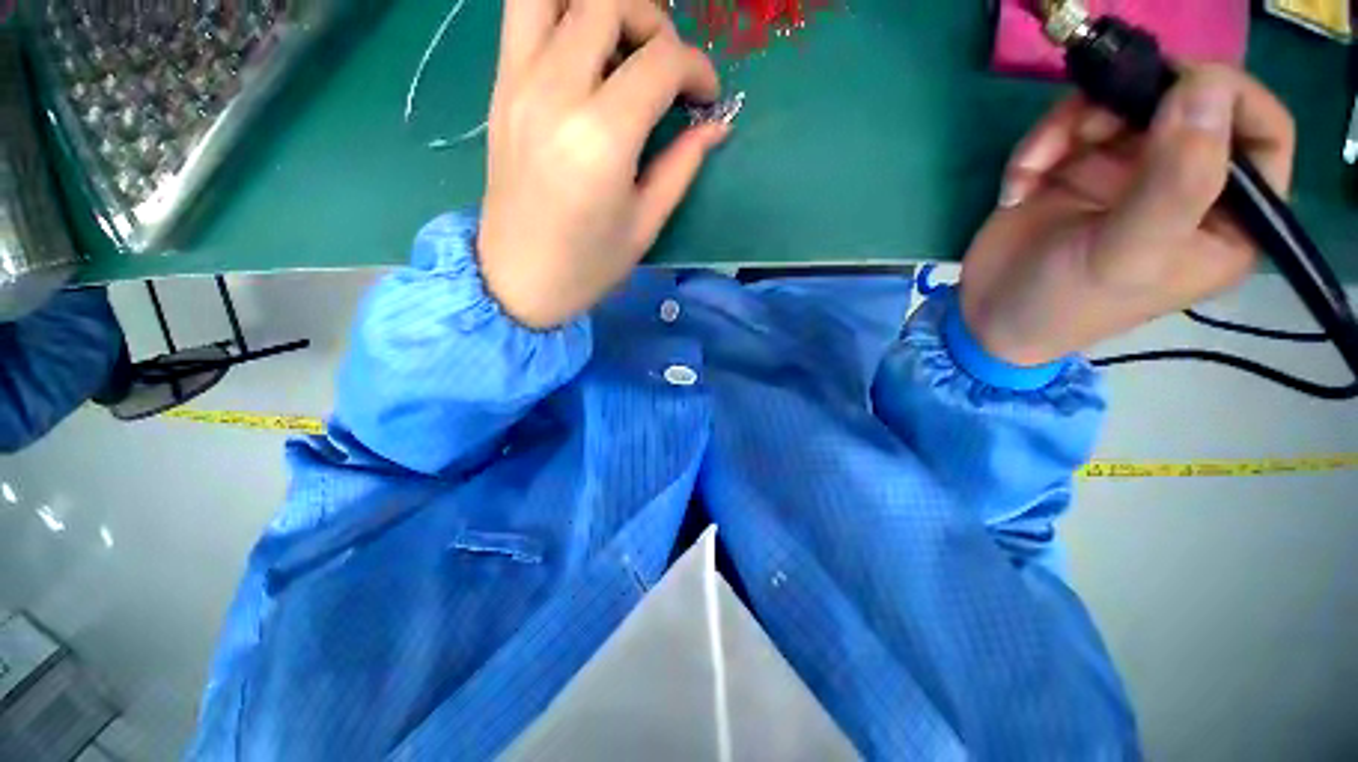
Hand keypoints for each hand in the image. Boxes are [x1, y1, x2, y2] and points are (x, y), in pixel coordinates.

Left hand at [477, 0, 725, 328]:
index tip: (706, 97)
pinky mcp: (500, 88)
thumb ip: (682, 165)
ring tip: (622, 45)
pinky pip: (523, 14)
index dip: (696, 68)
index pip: (660, 60)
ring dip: (601, 6)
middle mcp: (556, 93)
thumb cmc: (588, 265)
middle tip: (665, 68)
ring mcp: (519, 84)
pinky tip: (585, 52)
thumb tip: (715, 125)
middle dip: (654, 23)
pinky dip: (561, 13)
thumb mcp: (645, 224)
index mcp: (602, 138)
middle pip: (608, 3)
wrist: (518, 279)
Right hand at [960, 65, 1295, 365]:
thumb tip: (1206, 87)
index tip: (1174, 87)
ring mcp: (1129, 171)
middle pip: (1182, 103)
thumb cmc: (1066, 303)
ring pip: (1119, 104)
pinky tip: (1018, 189)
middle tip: (1084, 128)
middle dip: (1129, 105)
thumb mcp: (1127, 255)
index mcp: (1227, 217)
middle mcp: (1186, 183)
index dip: (1230, 96)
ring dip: (1067, 127)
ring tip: (1033, 170)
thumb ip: (1176, 182)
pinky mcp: (1078, 167)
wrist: (988, 318)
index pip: (1262, 133)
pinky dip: (1038, 148)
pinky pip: (1068, 125)